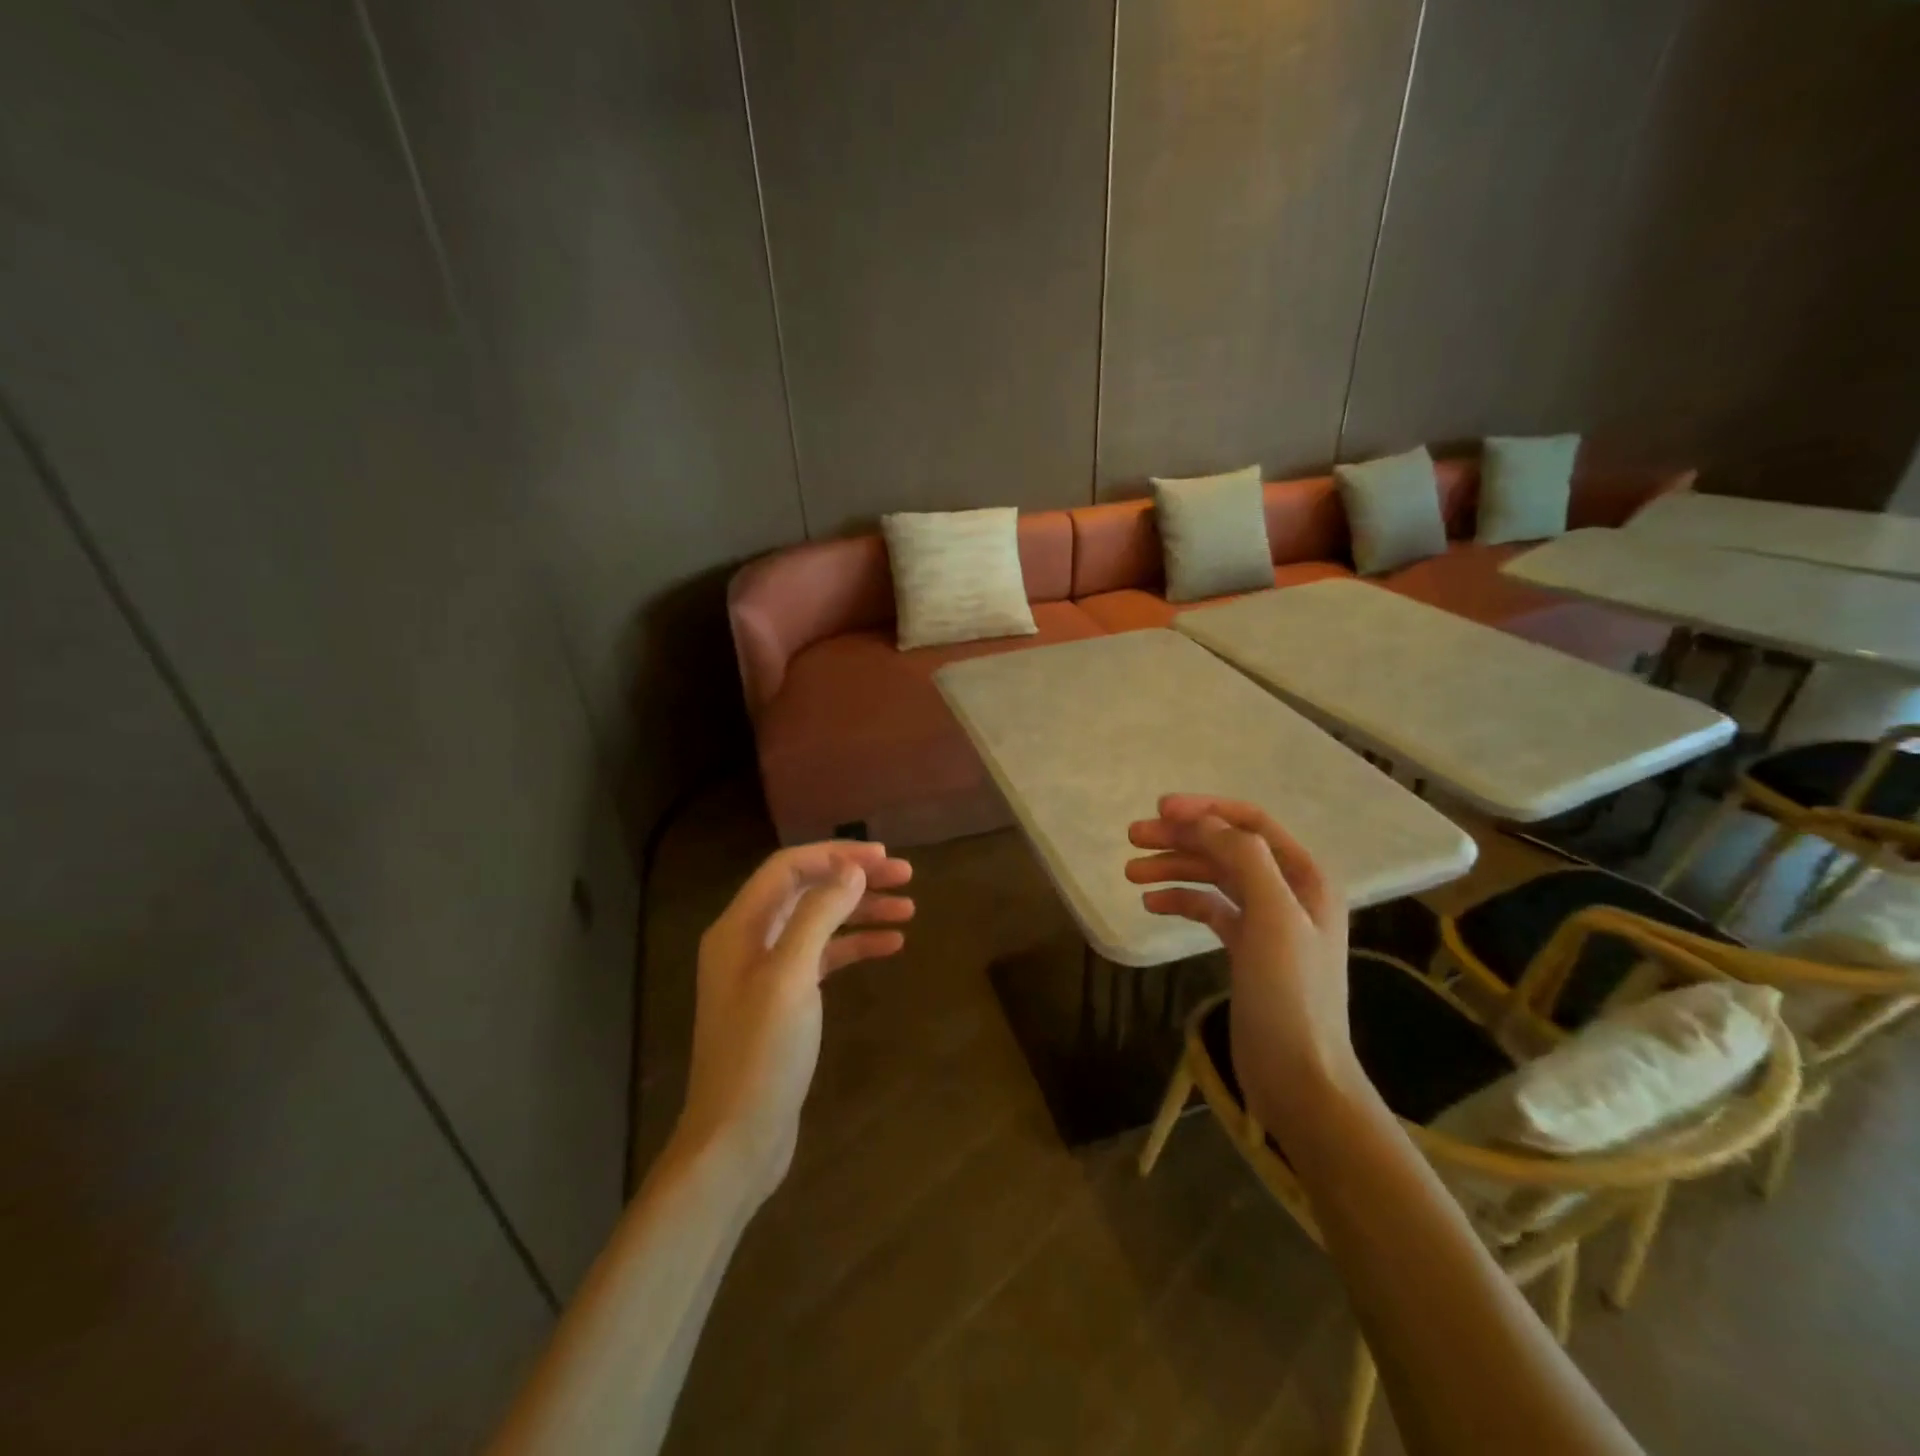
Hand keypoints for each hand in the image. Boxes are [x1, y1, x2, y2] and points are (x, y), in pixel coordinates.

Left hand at [677, 841, 913, 1199]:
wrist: (737, 1138)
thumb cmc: (761, 1053)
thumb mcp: (791, 976)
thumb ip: (818, 915)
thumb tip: (851, 869)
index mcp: (739, 927)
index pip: (788, 868)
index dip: (836, 855)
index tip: (883, 858)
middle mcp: (749, 941)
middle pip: (806, 892)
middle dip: (854, 880)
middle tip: (906, 877)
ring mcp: (766, 973)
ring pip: (819, 924)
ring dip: (861, 912)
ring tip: (908, 910)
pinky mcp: (785, 1001)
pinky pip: (823, 958)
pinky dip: (855, 947)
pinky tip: (891, 946)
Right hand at [1126, 795, 1364, 1132]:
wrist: (1298, 1076)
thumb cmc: (1289, 994)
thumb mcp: (1273, 917)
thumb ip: (1244, 859)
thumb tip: (1203, 821)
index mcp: (1304, 876)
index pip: (1250, 823)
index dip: (1205, 810)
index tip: (1159, 810)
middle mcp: (1286, 890)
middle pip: (1226, 847)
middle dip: (1180, 838)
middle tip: (1132, 838)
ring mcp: (1266, 920)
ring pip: (1213, 877)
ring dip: (1173, 868)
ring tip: (1130, 873)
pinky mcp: (1246, 948)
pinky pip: (1209, 909)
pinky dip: (1181, 900)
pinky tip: (1151, 904)